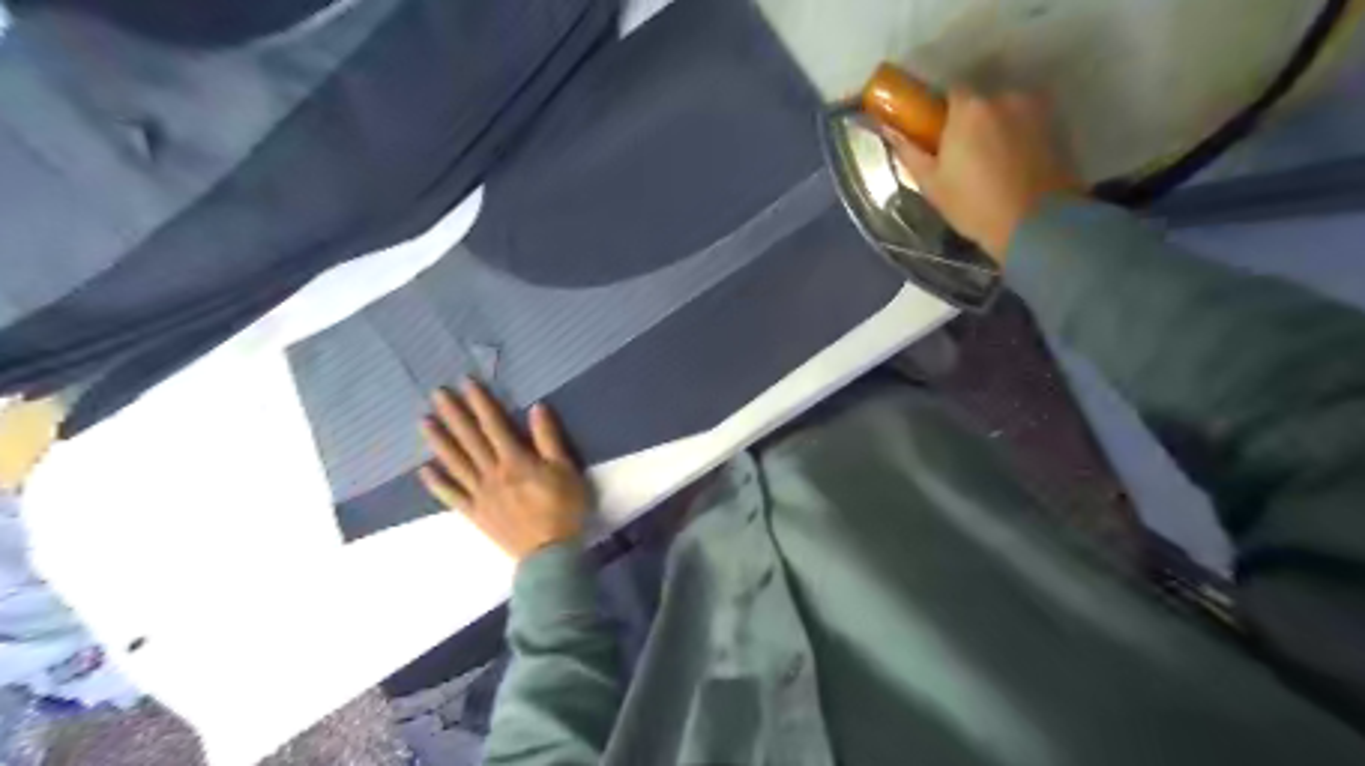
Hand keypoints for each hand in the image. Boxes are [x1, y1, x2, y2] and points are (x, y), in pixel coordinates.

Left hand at [415, 381, 587, 558]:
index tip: (467, 383)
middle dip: (454, 415)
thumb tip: (536, 408)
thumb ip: (549, 439)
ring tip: (424, 422)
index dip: (480, 403)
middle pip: (470, 439)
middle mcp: (492, 473)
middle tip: (437, 394)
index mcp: (515, 460)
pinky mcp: (475, 514)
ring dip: (439, 442)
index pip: (494, 425)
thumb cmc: (564, 508)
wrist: (549, 552)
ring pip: (456, 463)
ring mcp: (480, 494)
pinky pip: (452, 496)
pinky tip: (424, 470)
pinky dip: (438, 483)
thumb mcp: (565, 469)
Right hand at [885, 85, 1089, 263]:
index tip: (937, 137)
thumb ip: (909, 151)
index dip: (942, 114)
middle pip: (981, 102)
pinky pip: (1027, 124)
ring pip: (1006, 112)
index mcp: (969, 107)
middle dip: (971, 122)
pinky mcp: (1057, 125)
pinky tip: (1013, 168)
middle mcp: (1004, 96)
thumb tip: (889, 130)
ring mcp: (1035, 108)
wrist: (1034, 224)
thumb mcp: (932, 184)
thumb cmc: (973, 205)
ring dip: (996, 129)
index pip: (950, 92)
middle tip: (963, 158)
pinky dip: (1018, 138)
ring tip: (991, 166)